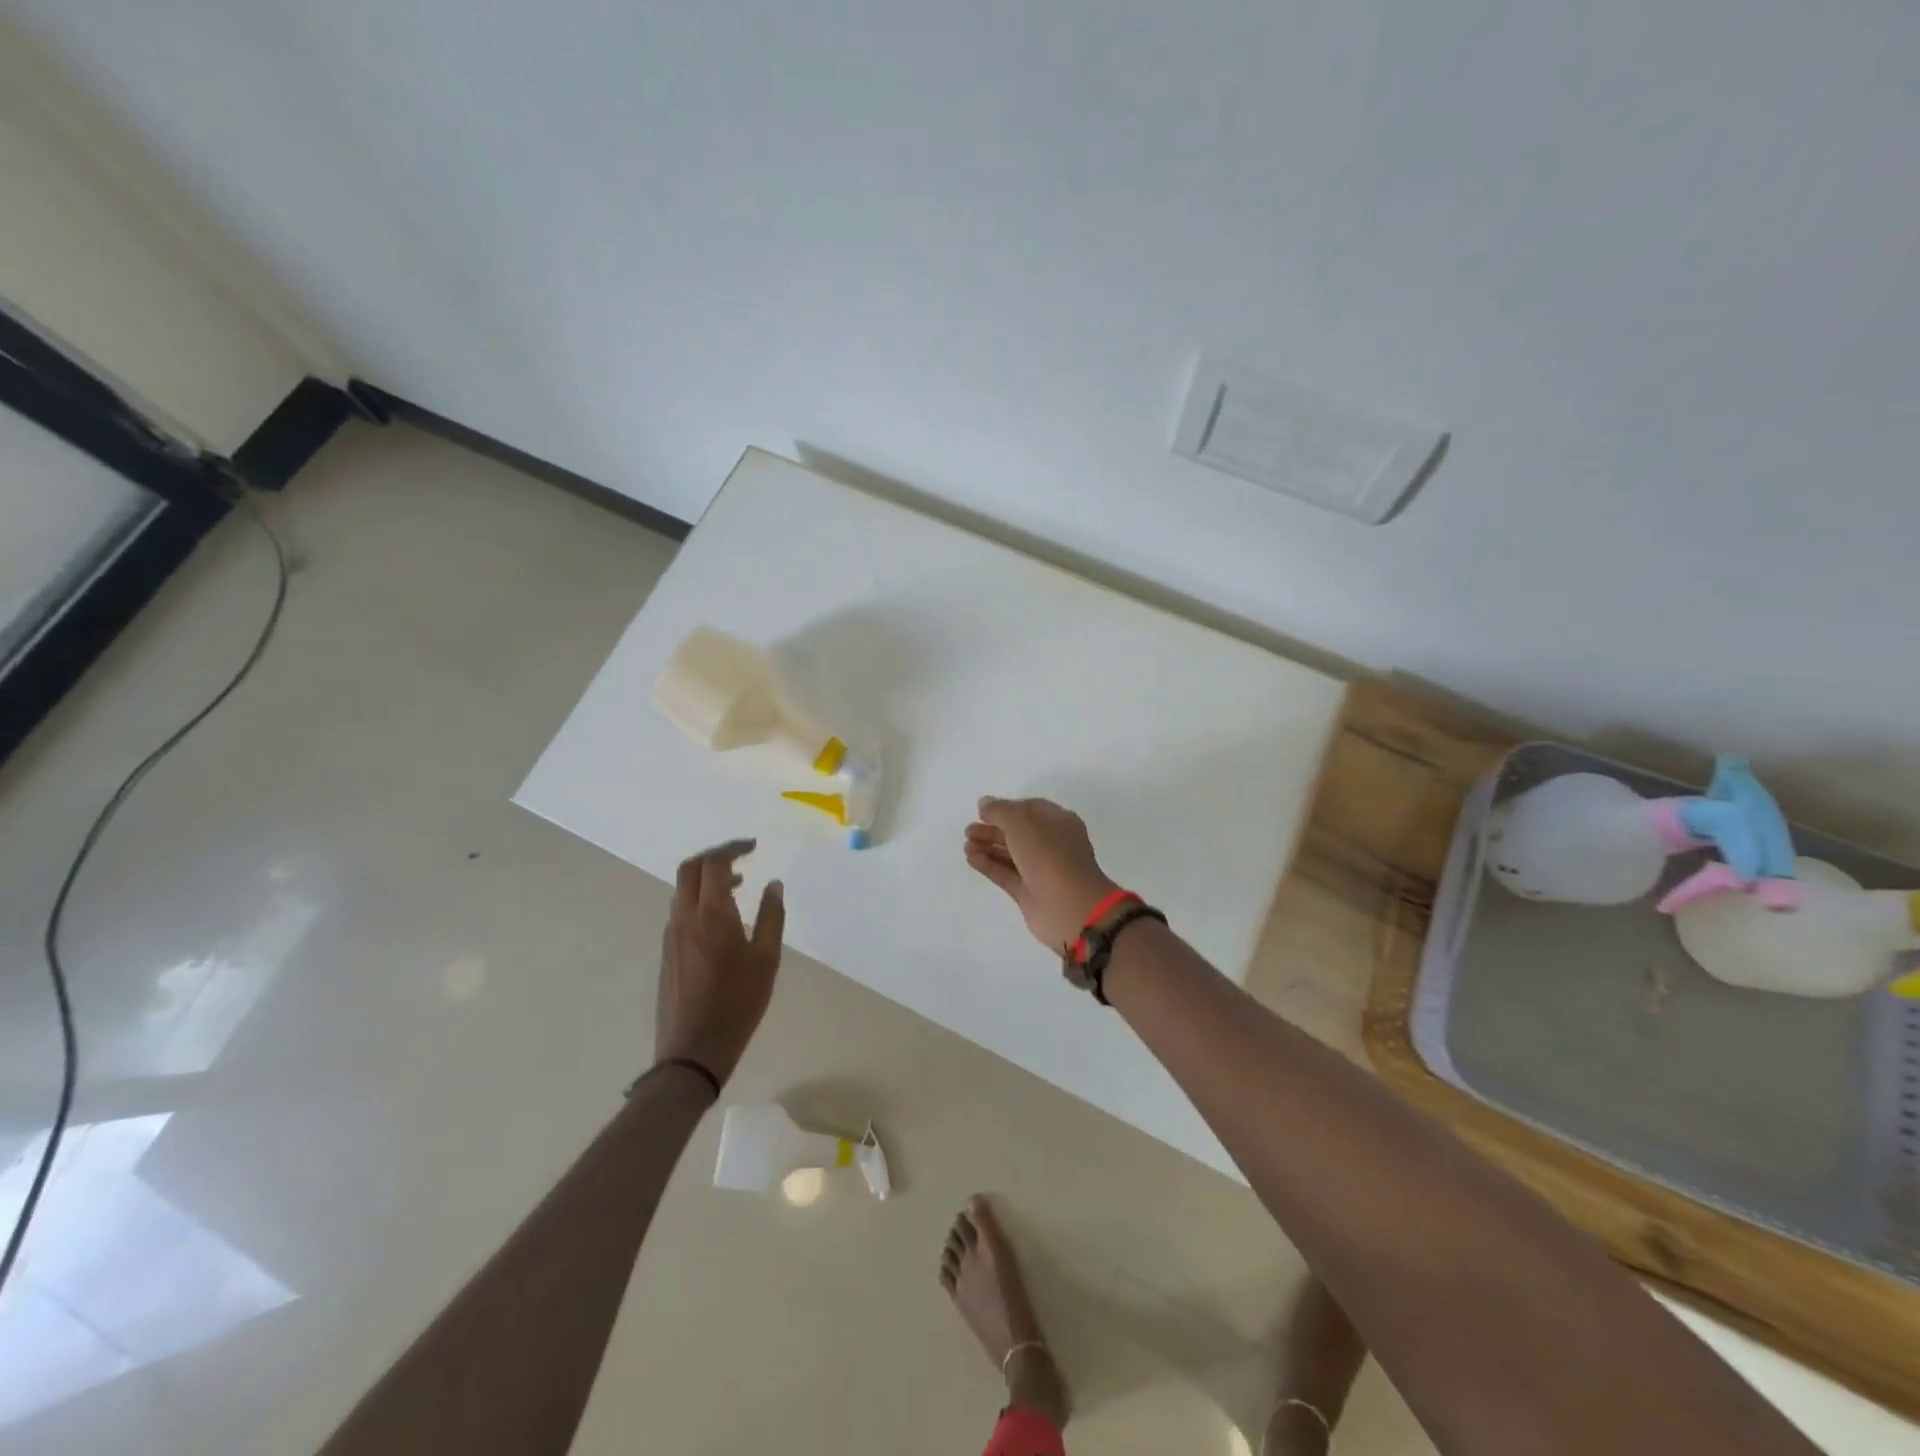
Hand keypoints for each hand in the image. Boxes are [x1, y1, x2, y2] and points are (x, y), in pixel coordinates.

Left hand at [656, 839, 784, 1085]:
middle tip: (742, 857)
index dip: (733, 848)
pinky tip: (723, 919)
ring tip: (738, 887)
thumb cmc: (737, 1004)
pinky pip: (681, 910)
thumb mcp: (767, 960)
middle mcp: (685, 918)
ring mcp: (671, 936)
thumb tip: (773, 884)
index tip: (754, 846)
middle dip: (715, 856)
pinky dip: (700, 899)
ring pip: (683, 890)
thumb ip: (772, 917)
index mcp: (711, 915)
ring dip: (707, 879)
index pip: (714, 863)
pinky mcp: (667, 953)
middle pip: (690, 869)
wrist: (692, 1051)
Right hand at [963, 797, 1119, 952]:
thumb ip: (1000, 810)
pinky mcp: (1029, 893)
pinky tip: (971, 859)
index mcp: (1059, 822)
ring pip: (1011, 854)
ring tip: (966, 844)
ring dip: (988, 847)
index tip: (982, 811)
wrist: (1069, 906)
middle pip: (1018, 833)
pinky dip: (989, 866)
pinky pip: (1006, 874)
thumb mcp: (1022, 822)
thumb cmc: (1049, 855)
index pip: (1030, 809)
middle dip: (993, 829)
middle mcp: (1052, 844)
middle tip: (968, 830)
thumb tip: (984, 803)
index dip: (1006, 808)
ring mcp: (1041, 870)